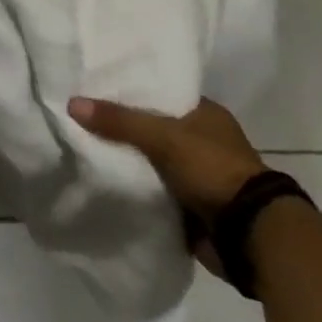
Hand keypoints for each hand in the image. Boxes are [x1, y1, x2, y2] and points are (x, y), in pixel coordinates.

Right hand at [69, 96, 269, 276]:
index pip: (159, 93)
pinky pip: (152, 187)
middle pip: (151, 126)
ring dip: (127, 158)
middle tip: (80, 116)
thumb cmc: (213, 170)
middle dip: (121, 126)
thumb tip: (72, 103)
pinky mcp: (190, 203)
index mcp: (205, 114)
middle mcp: (202, 139)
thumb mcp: (163, 137)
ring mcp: (197, 173)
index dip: (129, 90)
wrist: (249, 234)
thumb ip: (119, 121)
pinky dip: (134, 185)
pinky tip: (103, 177)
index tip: (94, 87)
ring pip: (150, 159)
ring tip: (82, 144)